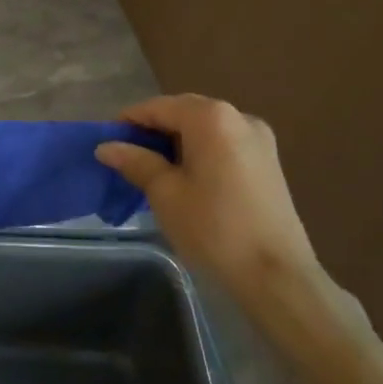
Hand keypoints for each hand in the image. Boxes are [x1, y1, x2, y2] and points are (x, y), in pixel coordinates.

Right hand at [96, 96, 319, 305]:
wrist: (276, 276)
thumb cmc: (214, 228)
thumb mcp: (165, 193)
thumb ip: (135, 162)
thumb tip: (106, 147)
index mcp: (211, 117)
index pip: (158, 107)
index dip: (128, 122)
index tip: (105, 142)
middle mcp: (239, 116)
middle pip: (183, 113)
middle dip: (152, 131)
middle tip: (125, 157)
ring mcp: (258, 139)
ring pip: (204, 129)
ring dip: (175, 143)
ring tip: (151, 170)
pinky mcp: (268, 162)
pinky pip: (222, 145)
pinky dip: (198, 153)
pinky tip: (184, 178)